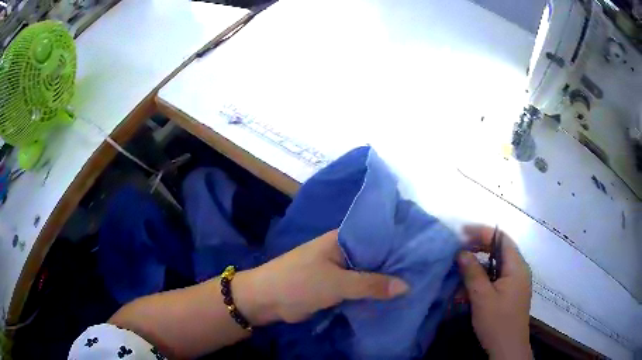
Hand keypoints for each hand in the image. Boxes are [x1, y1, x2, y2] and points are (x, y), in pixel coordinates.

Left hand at [234, 230, 408, 324]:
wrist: (266, 299)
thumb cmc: (299, 283)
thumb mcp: (338, 283)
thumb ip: (371, 284)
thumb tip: (406, 285)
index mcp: (342, 240)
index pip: (377, 236)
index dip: (398, 243)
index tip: (421, 252)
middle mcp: (342, 251)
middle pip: (374, 256)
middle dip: (393, 265)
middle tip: (422, 272)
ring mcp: (338, 269)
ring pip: (366, 273)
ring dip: (382, 281)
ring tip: (413, 285)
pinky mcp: (333, 286)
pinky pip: (357, 287)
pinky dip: (370, 292)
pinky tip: (390, 298)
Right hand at [457, 225, 532, 359]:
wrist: (508, 349)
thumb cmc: (497, 322)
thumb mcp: (482, 298)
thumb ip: (473, 273)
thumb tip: (461, 252)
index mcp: (517, 267)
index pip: (501, 238)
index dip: (482, 232)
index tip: (462, 233)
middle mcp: (519, 270)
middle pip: (500, 249)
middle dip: (479, 247)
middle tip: (459, 250)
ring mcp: (516, 282)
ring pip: (497, 265)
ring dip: (479, 265)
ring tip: (461, 270)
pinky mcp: (511, 293)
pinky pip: (497, 278)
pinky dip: (483, 278)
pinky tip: (469, 289)